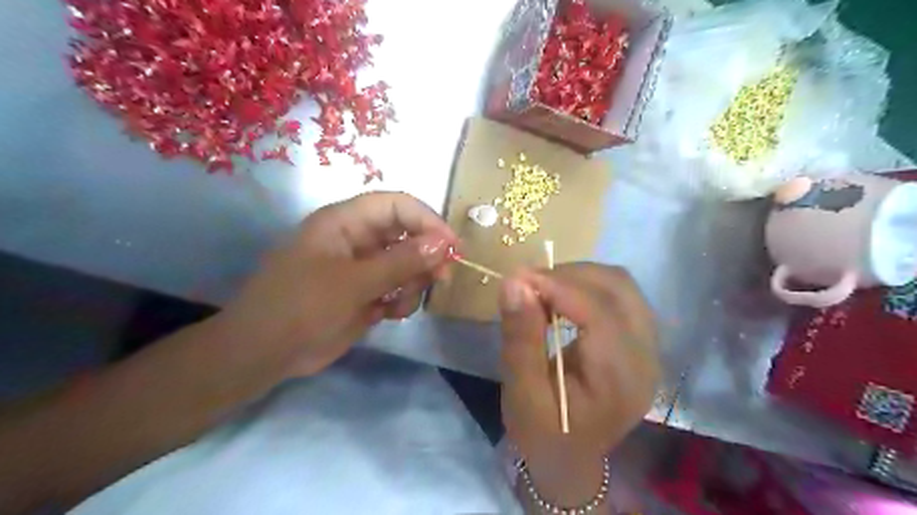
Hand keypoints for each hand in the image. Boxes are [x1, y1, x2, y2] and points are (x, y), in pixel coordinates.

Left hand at [214, 191, 458, 378]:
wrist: (264, 354)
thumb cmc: (301, 307)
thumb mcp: (353, 283)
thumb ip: (401, 262)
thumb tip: (444, 242)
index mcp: (345, 222)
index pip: (397, 206)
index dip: (427, 220)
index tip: (452, 246)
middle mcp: (357, 239)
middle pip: (407, 234)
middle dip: (425, 255)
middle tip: (440, 277)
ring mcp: (362, 268)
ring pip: (407, 264)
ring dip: (413, 282)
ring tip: (399, 304)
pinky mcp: (366, 293)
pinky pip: (398, 288)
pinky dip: (402, 300)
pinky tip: (390, 314)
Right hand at [501, 266, 660, 505]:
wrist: (570, 458)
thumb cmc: (543, 433)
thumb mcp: (522, 394)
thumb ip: (521, 338)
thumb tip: (514, 282)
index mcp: (620, 379)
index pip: (599, 312)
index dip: (559, 286)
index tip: (518, 278)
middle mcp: (646, 357)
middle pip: (618, 288)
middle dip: (569, 275)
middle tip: (528, 284)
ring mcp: (649, 347)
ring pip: (622, 284)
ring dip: (580, 276)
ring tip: (543, 289)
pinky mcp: (641, 340)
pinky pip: (621, 294)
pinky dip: (588, 285)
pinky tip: (563, 297)